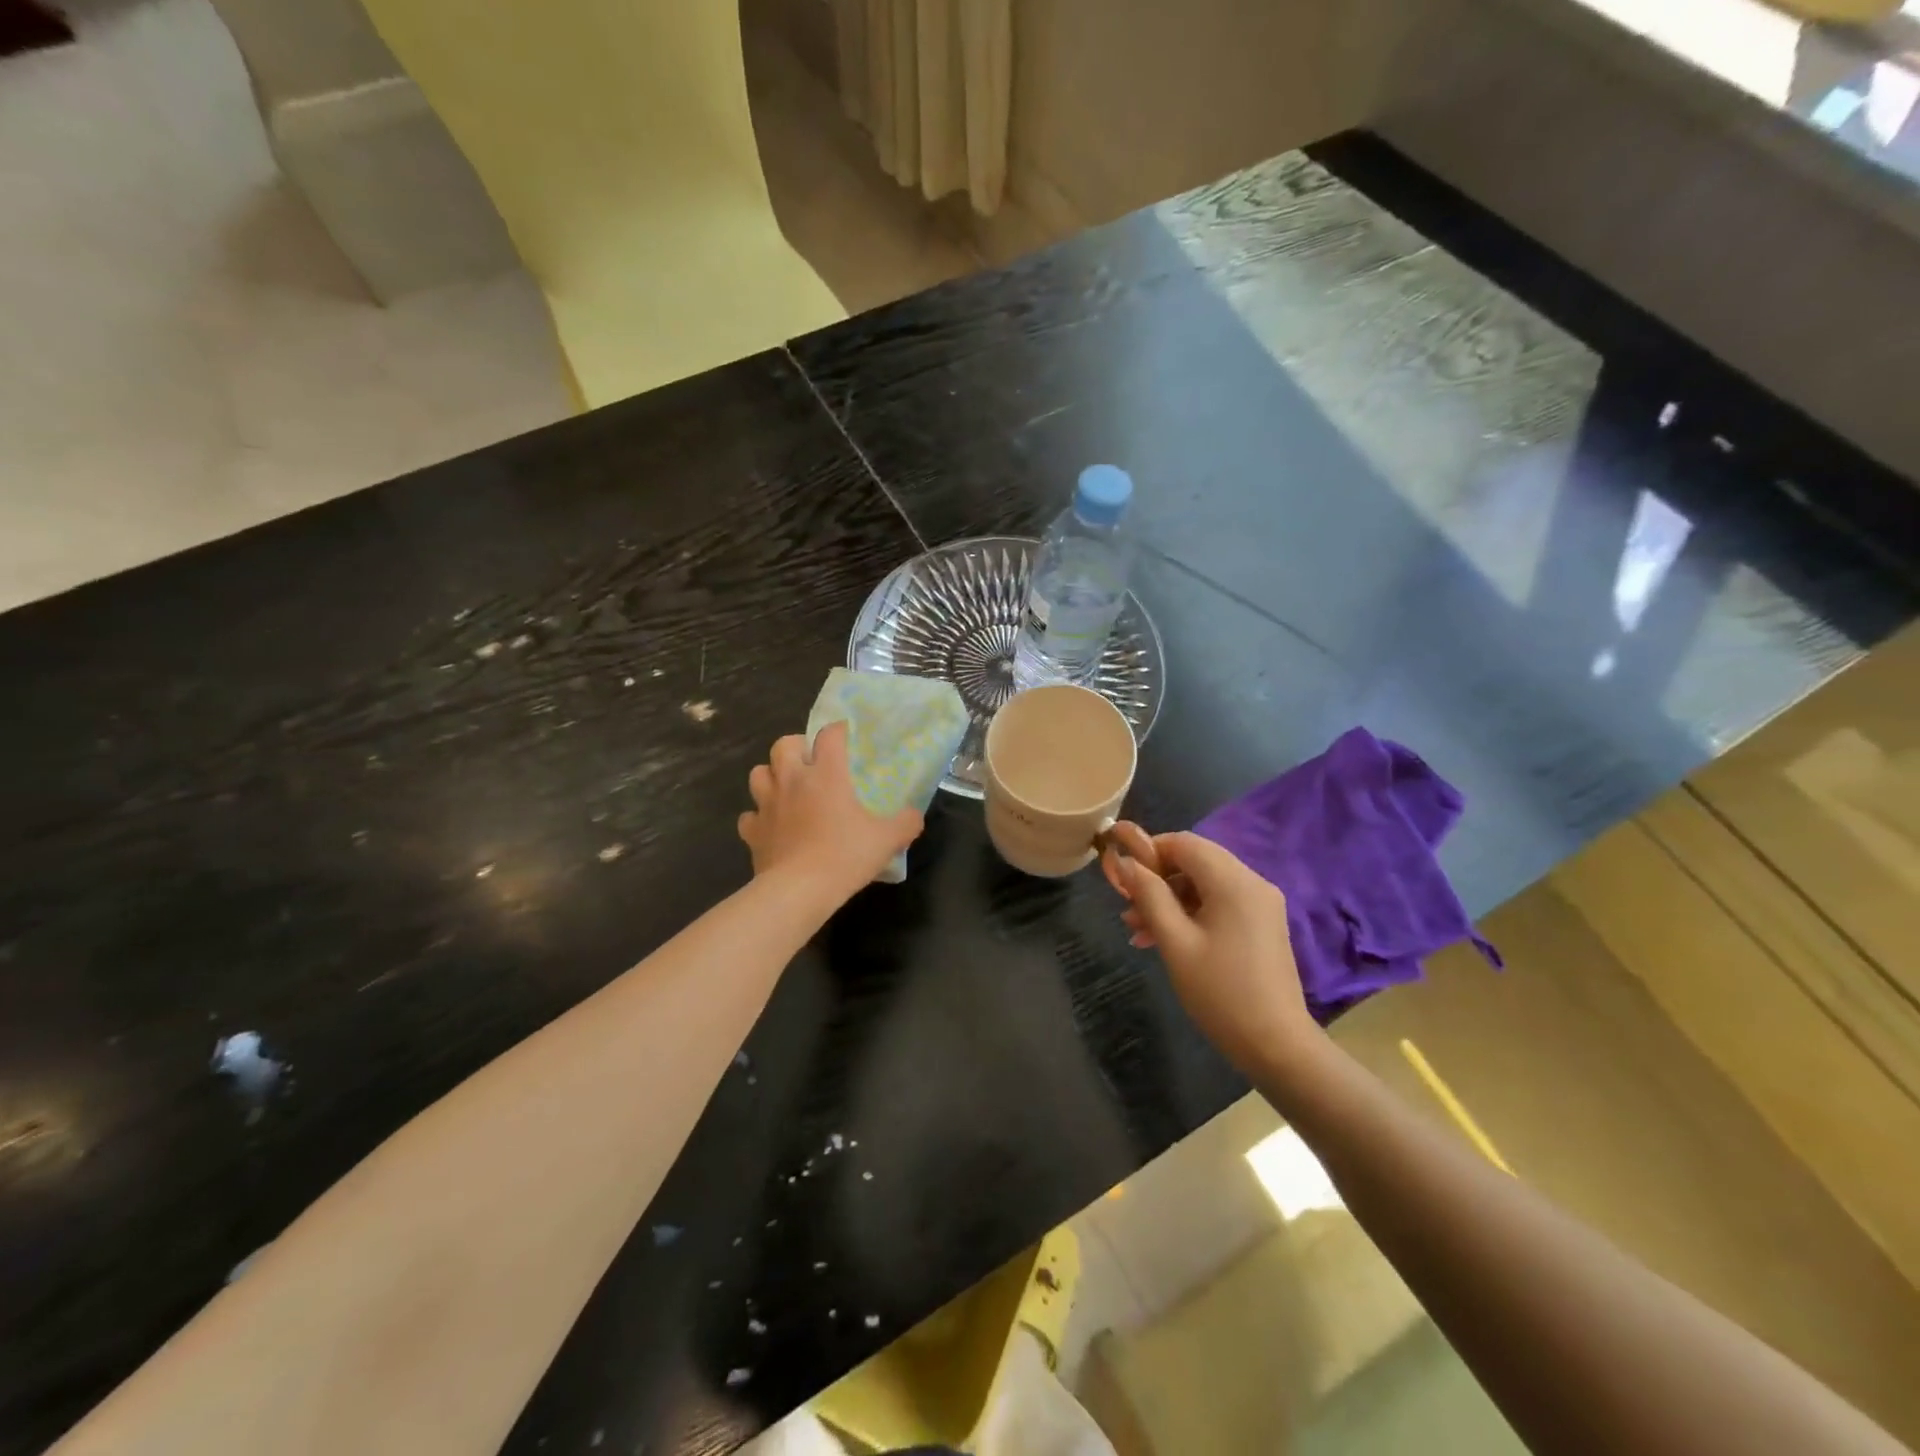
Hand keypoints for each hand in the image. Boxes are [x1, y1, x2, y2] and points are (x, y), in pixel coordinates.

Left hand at [738, 721, 924, 904]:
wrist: (799, 890)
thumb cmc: (844, 856)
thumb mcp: (887, 840)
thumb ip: (906, 823)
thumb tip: (914, 816)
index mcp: (826, 774)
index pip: (829, 735)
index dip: (838, 730)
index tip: (846, 735)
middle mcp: (792, 780)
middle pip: (784, 744)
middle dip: (796, 746)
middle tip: (810, 761)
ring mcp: (767, 805)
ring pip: (758, 773)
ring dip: (771, 775)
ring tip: (787, 788)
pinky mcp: (752, 831)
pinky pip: (750, 815)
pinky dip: (759, 816)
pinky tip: (772, 826)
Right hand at [1102, 823, 1317, 1072]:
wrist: (1276, 1045)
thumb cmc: (1220, 992)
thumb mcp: (1175, 942)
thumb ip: (1149, 895)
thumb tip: (1124, 862)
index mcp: (1233, 882)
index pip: (1184, 842)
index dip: (1148, 850)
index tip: (1121, 876)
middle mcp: (1252, 883)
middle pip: (1195, 861)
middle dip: (1157, 879)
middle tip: (1127, 908)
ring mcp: (1260, 904)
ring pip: (1205, 884)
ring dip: (1170, 899)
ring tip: (1137, 930)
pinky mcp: (1261, 925)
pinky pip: (1219, 903)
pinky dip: (1191, 913)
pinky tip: (1164, 939)